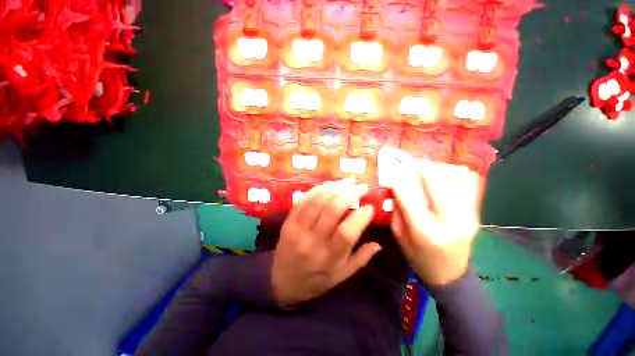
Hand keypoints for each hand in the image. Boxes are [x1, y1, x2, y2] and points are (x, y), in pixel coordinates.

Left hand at [271, 179, 380, 305]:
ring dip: (334, 187)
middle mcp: (313, 242)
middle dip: (349, 194)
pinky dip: (317, 190)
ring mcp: (298, 230)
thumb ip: (361, 259)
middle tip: (361, 186)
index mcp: (329, 258)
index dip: (360, 216)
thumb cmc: (315, 280)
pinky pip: (303, 201)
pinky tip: (328, 185)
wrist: (281, 282)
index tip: (369, 206)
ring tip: (347, 181)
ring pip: (317, 201)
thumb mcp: (341, 276)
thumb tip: (379, 244)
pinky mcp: (288, 222)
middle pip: (332, 210)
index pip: (346, 233)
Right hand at [389, 153, 482, 285]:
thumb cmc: (418, 256)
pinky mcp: (475, 213)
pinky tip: (443, 173)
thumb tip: (397, 186)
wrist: (450, 273)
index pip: (410, 199)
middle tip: (410, 163)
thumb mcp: (399, 235)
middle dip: (421, 169)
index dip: (399, 183)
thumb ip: (397, 210)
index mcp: (426, 232)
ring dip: (439, 169)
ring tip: (426, 168)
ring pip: (456, 180)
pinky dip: (455, 173)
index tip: (393, 174)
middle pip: (437, 185)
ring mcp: (467, 216)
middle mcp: (451, 222)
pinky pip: (469, 184)